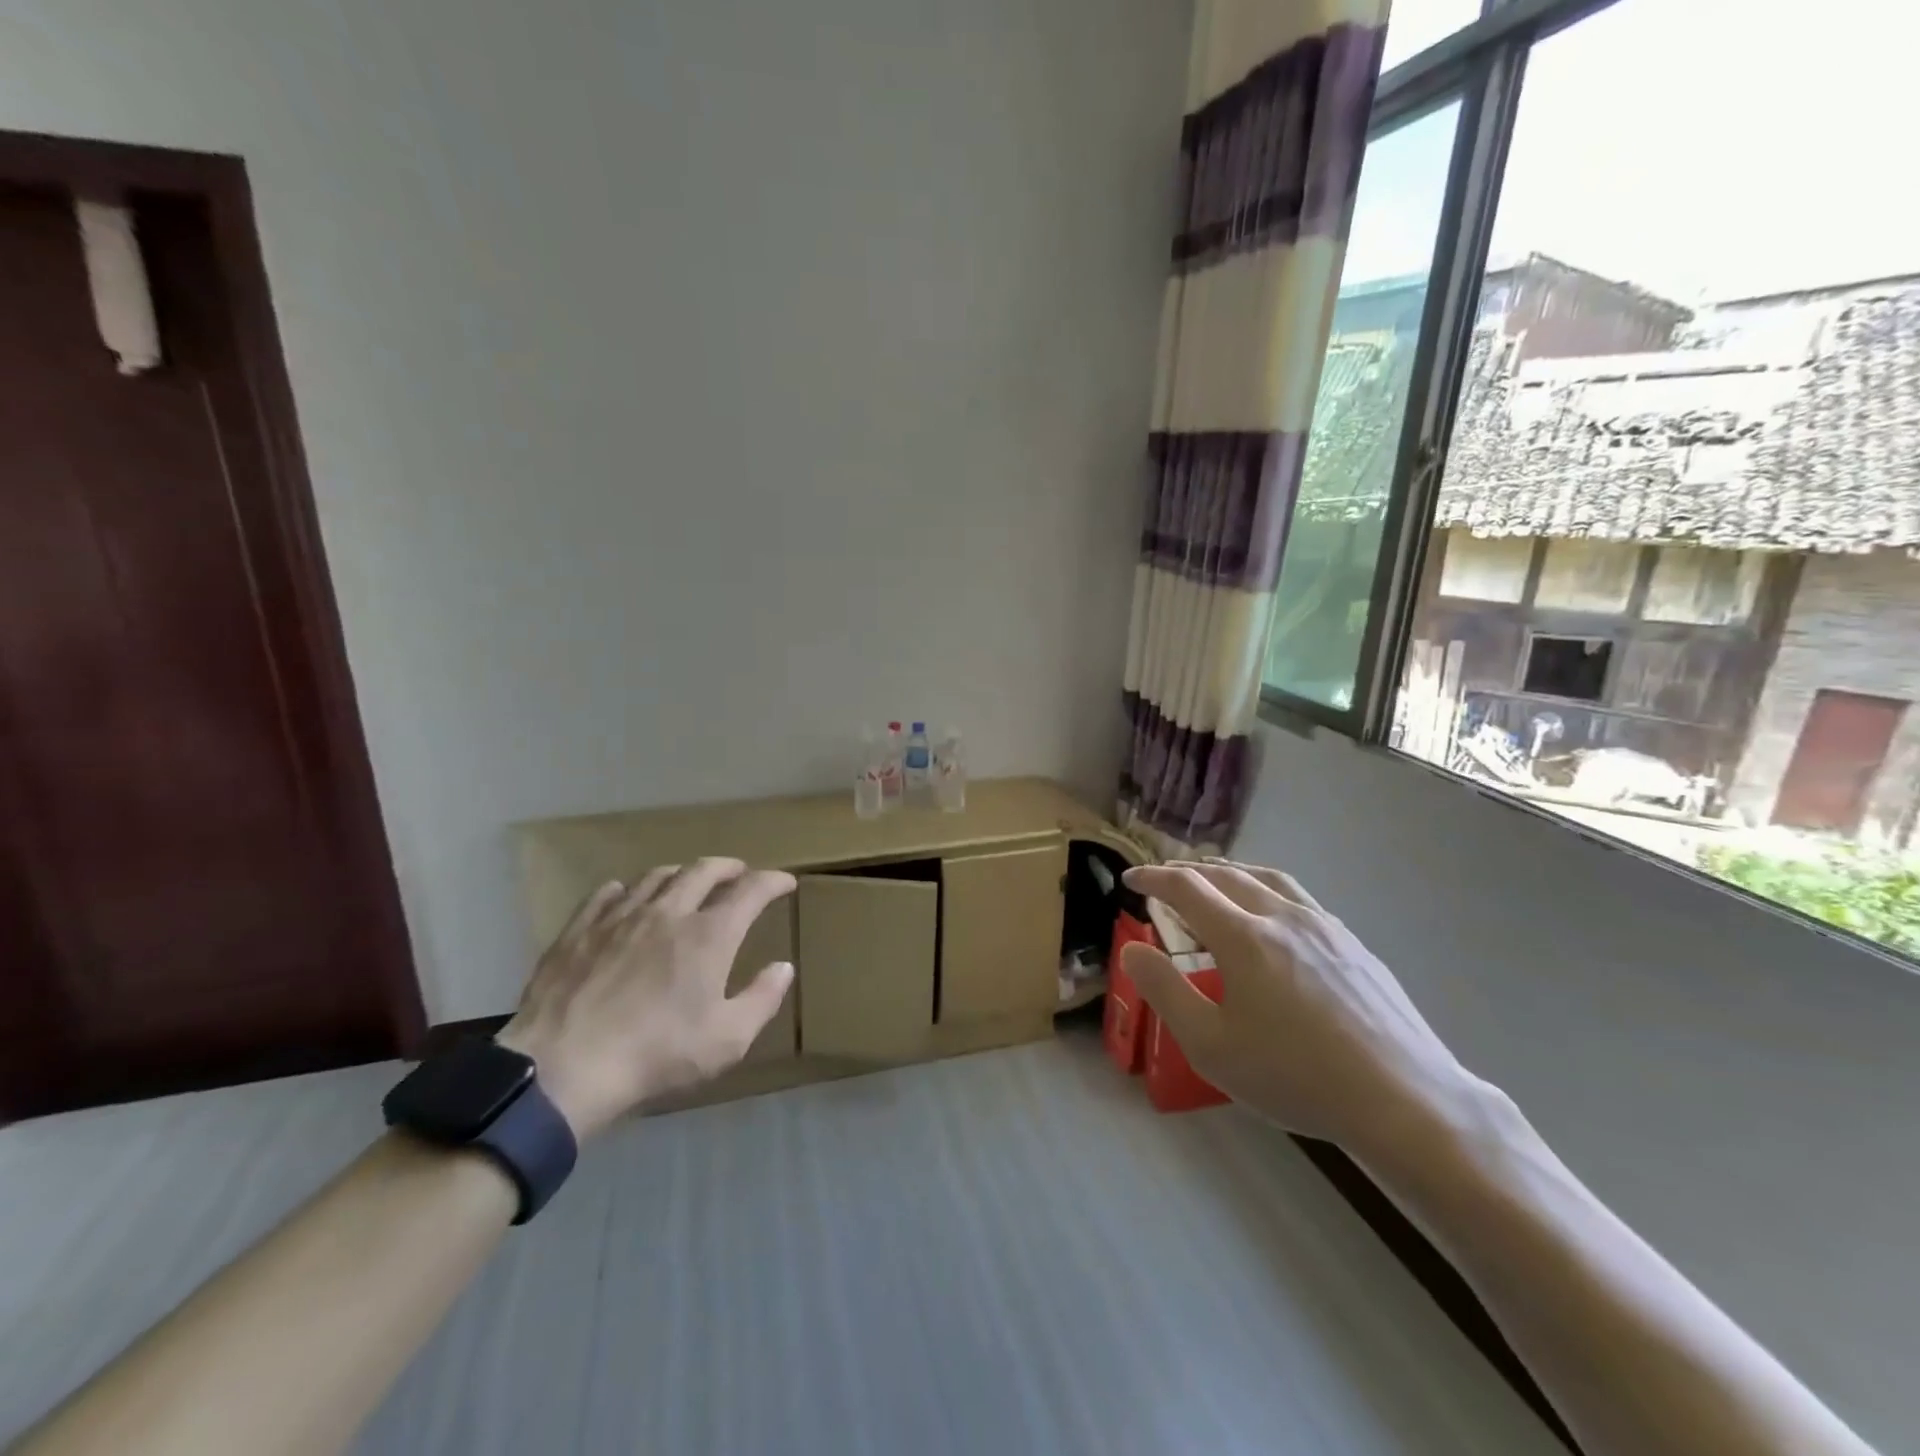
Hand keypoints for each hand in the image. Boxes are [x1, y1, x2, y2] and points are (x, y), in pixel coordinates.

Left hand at [497, 859, 795, 1139]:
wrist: (563, 1068)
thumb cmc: (656, 1055)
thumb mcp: (727, 1040)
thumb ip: (762, 999)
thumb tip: (783, 967)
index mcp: (710, 935)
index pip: (751, 890)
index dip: (773, 881)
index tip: (785, 882)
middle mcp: (669, 912)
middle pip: (704, 870)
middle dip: (728, 867)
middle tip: (739, 873)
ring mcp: (620, 917)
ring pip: (656, 875)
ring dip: (681, 873)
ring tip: (688, 881)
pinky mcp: (579, 930)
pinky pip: (607, 893)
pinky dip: (627, 888)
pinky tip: (627, 897)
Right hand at [1121, 860, 1477, 1158]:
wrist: (1404, 1101)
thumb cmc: (1296, 1076)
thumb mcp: (1211, 1046)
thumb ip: (1164, 991)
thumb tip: (1132, 950)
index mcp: (1243, 937)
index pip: (1186, 887)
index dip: (1152, 878)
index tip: (1130, 880)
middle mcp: (1282, 917)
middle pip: (1226, 875)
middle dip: (1188, 871)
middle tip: (1164, 878)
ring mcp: (1325, 927)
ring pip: (1267, 878)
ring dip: (1230, 872)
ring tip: (1214, 879)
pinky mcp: (1354, 944)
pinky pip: (1299, 898)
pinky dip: (1267, 890)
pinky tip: (1272, 915)